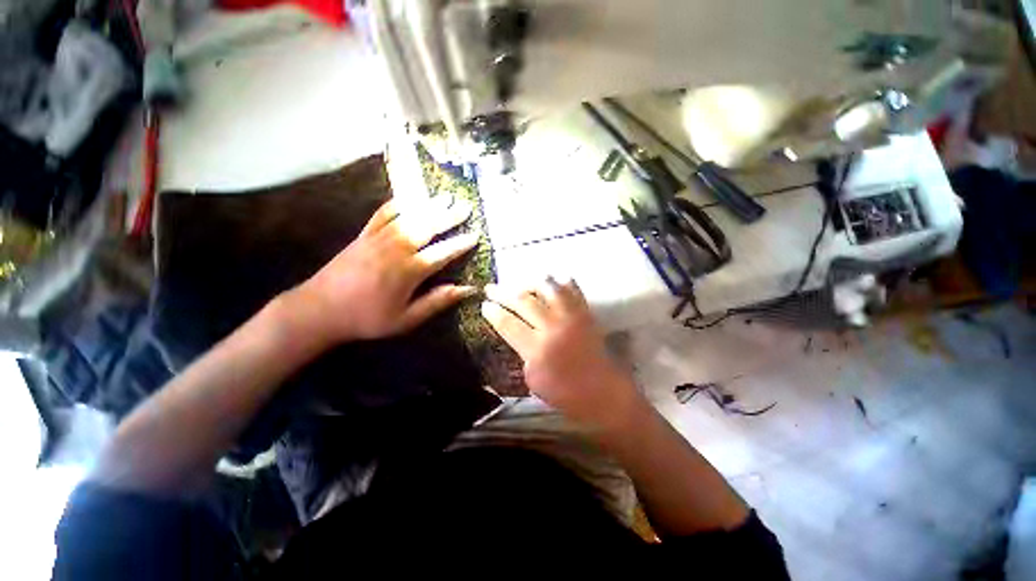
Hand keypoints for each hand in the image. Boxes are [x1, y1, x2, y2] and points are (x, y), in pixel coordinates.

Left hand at [285, 197, 478, 345]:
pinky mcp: (363, 234)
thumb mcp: (406, 319)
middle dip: (449, 216)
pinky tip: (409, 198)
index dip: (460, 244)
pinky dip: (398, 204)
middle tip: (466, 206)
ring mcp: (378, 238)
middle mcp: (396, 249)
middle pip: (427, 227)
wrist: (319, 310)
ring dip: (429, 205)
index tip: (476, 235)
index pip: (442, 253)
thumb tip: (467, 290)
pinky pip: (383, 214)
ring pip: (409, 216)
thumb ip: (437, 302)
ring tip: (445, 196)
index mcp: (409, 271)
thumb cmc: (367, 318)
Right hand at [480, 278, 639, 426]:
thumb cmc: (565, 394)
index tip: (484, 305)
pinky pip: (572, 290)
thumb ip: (522, 352)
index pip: (508, 323)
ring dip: (530, 282)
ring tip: (520, 282)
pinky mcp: (586, 314)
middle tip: (491, 287)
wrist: (603, 393)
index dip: (493, 312)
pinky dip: (561, 281)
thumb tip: (516, 332)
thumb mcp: (533, 379)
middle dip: (502, 292)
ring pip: (548, 288)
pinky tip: (552, 279)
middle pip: (523, 301)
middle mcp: (553, 328)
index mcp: (536, 350)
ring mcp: (571, 318)